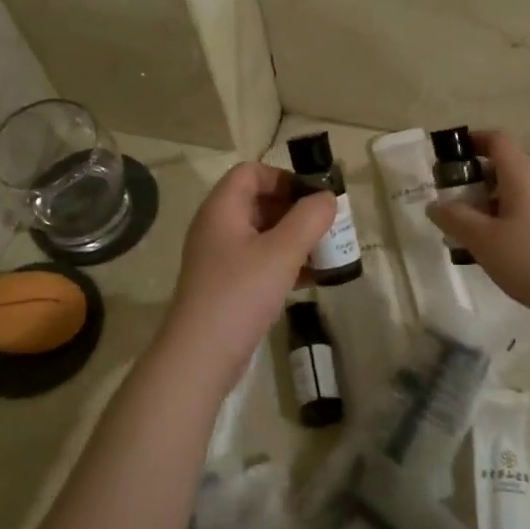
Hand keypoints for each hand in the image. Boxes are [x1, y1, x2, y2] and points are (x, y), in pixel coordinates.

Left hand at [159, 163, 335, 389]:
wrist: (201, 356)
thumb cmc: (240, 294)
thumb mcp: (281, 252)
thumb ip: (309, 219)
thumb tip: (327, 197)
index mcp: (222, 209)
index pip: (251, 172)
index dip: (284, 177)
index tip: (314, 196)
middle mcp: (218, 227)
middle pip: (259, 201)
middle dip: (296, 210)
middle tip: (328, 225)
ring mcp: (221, 258)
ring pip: (263, 234)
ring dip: (295, 238)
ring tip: (327, 251)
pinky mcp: (228, 285)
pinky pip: (261, 262)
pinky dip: (285, 263)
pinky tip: (313, 278)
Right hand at [425, 131, 529, 331]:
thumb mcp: (484, 239)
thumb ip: (455, 218)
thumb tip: (435, 204)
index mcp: (520, 175)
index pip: (497, 140)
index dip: (472, 140)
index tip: (447, 156)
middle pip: (501, 166)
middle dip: (471, 177)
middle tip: (446, 198)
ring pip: (508, 193)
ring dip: (482, 203)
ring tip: (458, 228)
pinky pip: (518, 214)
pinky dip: (497, 222)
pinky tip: (483, 248)